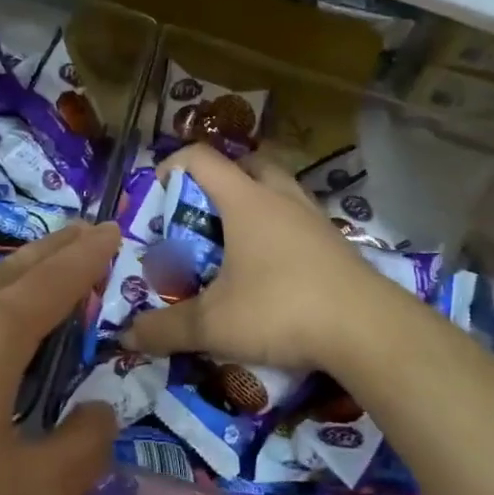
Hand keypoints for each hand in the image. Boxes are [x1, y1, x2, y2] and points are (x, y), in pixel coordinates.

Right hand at [121, 144, 396, 377]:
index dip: (171, 166)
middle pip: (247, 164)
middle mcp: (281, 198)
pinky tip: (271, 270)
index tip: (156, 195)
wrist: (367, 329)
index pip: (201, 158)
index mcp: (246, 201)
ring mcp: (313, 219)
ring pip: (279, 190)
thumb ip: (166, 329)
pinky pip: (299, 220)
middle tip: (200, 216)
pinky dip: (279, 231)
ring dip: (254, 204)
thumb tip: (126, 336)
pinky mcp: (335, 244)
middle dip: (219, 182)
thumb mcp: (214, 325)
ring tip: (233, 242)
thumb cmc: (281, 309)